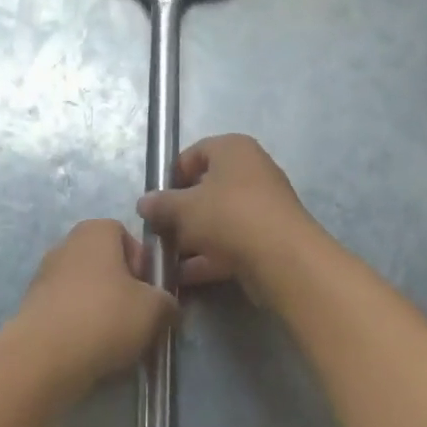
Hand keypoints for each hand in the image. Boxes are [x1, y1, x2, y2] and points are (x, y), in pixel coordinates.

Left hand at [17, 220, 177, 383]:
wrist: (45, 356)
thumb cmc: (105, 317)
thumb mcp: (155, 309)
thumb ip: (167, 301)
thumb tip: (165, 305)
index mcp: (95, 231)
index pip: (124, 234)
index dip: (141, 261)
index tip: (150, 291)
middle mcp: (66, 244)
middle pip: (104, 262)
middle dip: (122, 287)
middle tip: (136, 316)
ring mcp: (44, 274)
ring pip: (85, 287)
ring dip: (101, 307)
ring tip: (115, 339)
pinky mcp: (32, 305)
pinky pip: (66, 309)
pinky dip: (79, 324)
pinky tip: (90, 349)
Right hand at [136, 135, 320, 301]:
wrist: (282, 258)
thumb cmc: (228, 216)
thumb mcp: (183, 208)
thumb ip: (161, 204)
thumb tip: (144, 203)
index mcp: (232, 149)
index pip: (194, 153)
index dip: (171, 176)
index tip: (155, 201)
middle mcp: (251, 171)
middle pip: (206, 189)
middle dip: (180, 213)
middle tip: (158, 232)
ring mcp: (262, 206)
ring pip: (217, 219)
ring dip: (191, 239)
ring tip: (165, 259)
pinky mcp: (268, 238)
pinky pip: (230, 243)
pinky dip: (208, 257)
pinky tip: (183, 277)